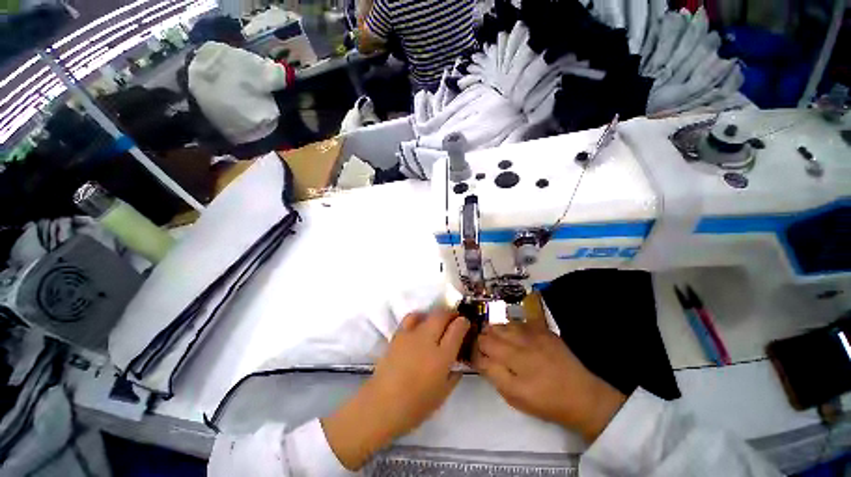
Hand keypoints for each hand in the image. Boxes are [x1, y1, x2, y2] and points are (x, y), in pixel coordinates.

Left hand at [322, 310, 468, 469]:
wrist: (382, 405)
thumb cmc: (415, 406)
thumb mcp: (442, 394)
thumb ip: (454, 376)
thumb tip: (458, 363)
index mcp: (442, 356)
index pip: (457, 329)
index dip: (464, 323)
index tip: (466, 323)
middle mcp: (428, 340)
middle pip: (443, 315)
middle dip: (452, 314)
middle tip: (455, 319)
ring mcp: (412, 335)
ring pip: (429, 314)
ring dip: (437, 314)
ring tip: (439, 321)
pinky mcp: (398, 334)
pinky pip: (411, 318)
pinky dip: (420, 316)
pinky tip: (421, 324)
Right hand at [472, 321, 625, 442]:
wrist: (581, 395)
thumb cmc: (545, 401)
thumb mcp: (515, 397)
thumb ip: (493, 374)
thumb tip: (478, 357)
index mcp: (513, 362)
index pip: (482, 347)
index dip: (474, 350)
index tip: (473, 354)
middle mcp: (521, 343)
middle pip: (489, 332)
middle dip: (482, 339)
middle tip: (484, 348)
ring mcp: (533, 333)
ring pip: (502, 324)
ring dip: (495, 332)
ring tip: (497, 341)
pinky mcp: (542, 329)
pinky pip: (517, 322)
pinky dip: (510, 328)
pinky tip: (514, 337)